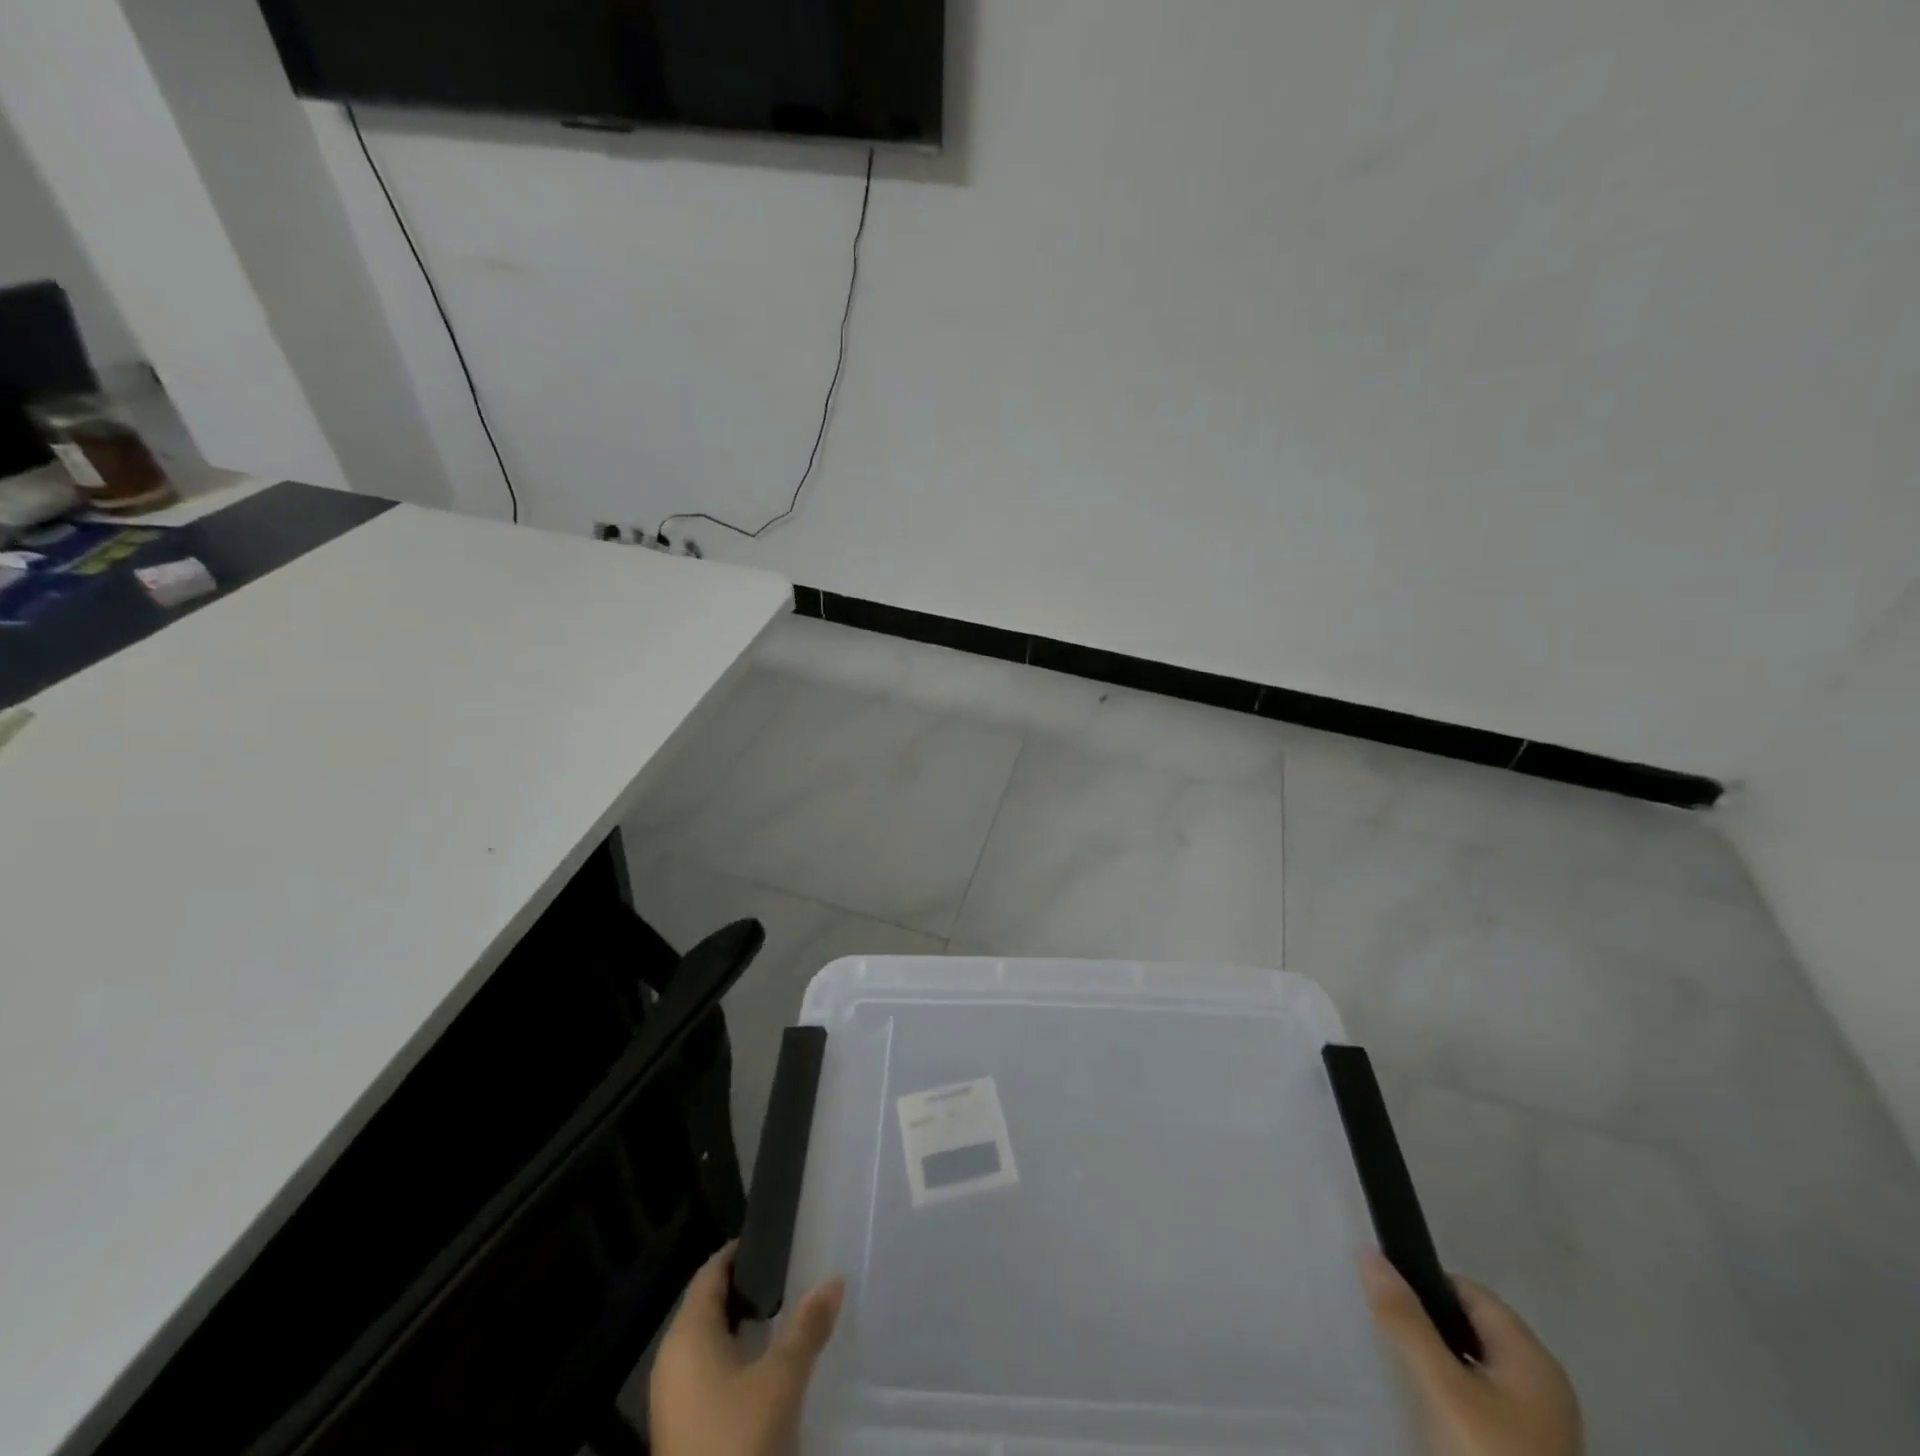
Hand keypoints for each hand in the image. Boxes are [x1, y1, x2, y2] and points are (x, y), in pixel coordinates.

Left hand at [651, 1242, 846, 1455]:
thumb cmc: (738, 1442)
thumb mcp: (781, 1380)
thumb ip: (807, 1326)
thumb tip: (834, 1279)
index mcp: (687, 1335)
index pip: (710, 1272)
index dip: (740, 1252)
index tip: (774, 1240)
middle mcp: (671, 1359)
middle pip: (707, 1305)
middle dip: (745, 1288)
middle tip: (788, 1274)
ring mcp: (672, 1398)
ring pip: (707, 1341)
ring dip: (741, 1326)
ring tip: (783, 1315)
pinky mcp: (680, 1429)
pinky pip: (706, 1373)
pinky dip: (733, 1358)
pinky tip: (764, 1367)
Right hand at [1362, 1250, 1582, 1455]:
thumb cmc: (1487, 1455)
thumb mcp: (1440, 1386)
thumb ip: (1405, 1319)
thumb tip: (1369, 1254)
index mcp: (1533, 1358)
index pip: (1469, 1291)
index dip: (1425, 1286)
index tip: (1386, 1301)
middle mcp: (1542, 1384)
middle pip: (1471, 1328)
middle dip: (1427, 1326)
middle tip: (1387, 1335)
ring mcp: (1538, 1424)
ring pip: (1473, 1366)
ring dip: (1437, 1362)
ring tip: (1401, 1372)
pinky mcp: (1525, 1451)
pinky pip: (1480, 1401)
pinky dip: (1451, 1395)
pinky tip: (1428, 1412)